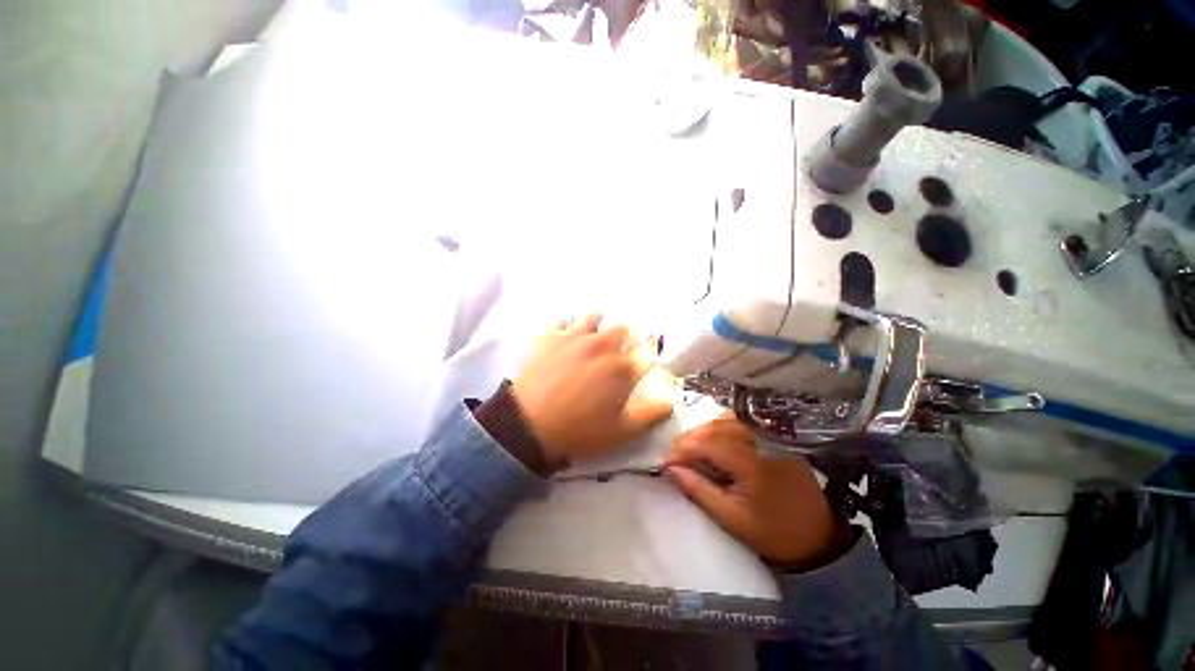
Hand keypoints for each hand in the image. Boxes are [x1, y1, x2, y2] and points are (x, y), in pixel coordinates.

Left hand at [511, 314, 673, 465]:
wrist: (529, 426)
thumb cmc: (579, 430)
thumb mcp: (621, 432)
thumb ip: (650, 414)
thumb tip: (670, 400)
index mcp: (622, 367)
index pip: (645, 353)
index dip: (646, 358)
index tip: (641, 366)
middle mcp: (602, 345)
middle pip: (623, 329)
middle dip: (626, 338)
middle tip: (619, 351)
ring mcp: (575, 336)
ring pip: (594, 317)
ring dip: (599, 324)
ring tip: (595, 337)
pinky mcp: (551, 336)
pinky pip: (562, 320)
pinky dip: (568, 325)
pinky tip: (567, 334)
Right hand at [663, 418, 845, 568]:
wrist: (819, 538)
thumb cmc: (773, 533)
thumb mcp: (731, 519)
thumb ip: (698, 490)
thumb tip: (669, 469)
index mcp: (751, 463)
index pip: (707, 443)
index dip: (682, 449)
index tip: (665, 464)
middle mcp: (760, 441)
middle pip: (714, 427)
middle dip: (689, 440)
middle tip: (676, 460)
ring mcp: (769, 436)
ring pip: (725, 421)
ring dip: (704, 433)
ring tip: (692, 452)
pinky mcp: (773, 438)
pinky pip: (740, 424)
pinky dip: (720, 429)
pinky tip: (715, 445)